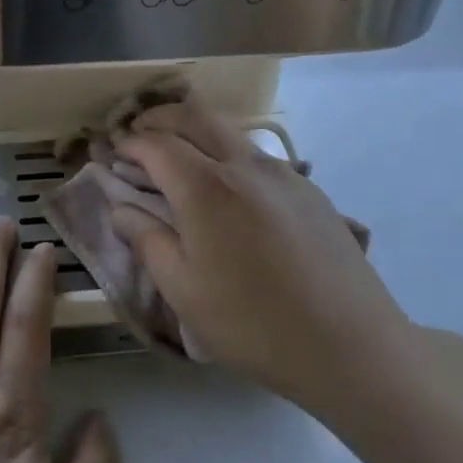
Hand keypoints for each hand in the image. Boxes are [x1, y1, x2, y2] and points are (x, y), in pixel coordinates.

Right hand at [110, 98, 413, 410]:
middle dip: (160, 118)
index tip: (113, 151)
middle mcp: (244, 166)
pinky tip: (230, 190)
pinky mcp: (309, 191)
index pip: (157, 144)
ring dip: (196, 131)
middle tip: (139, 134)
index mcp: (206, 187)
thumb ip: (147, 240)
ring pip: (229, 131)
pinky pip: (257, 156)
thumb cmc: (252, 323)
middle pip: (195, 116)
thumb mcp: (184, 290)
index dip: (129, 143)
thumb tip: (121, 208)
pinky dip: (228, 154)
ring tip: (180, 157)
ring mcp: (283, 174)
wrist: (350, 345)